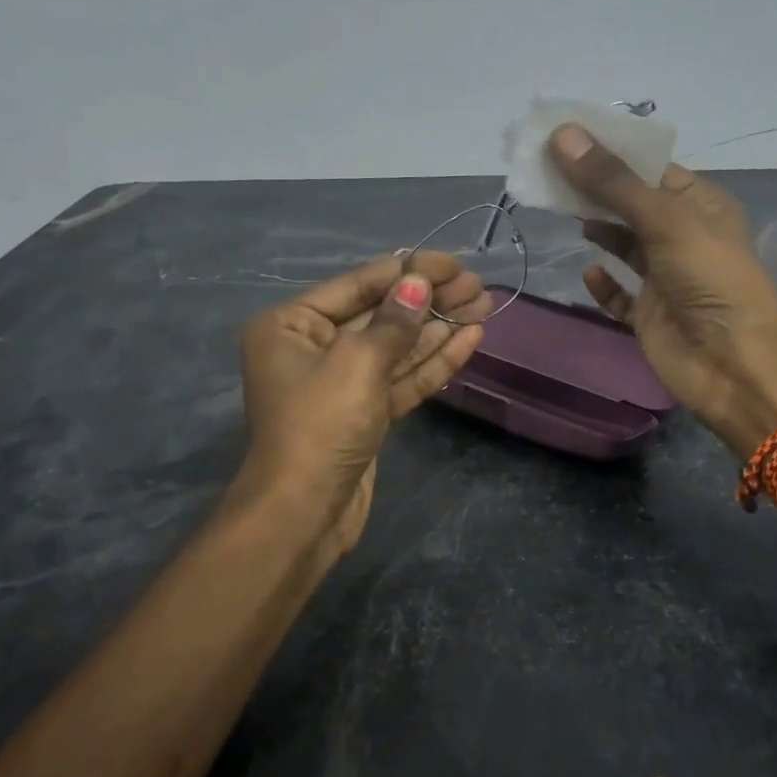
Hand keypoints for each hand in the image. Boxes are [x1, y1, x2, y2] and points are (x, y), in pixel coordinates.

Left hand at [240, 252, 489, 555]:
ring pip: (397, 347)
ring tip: (483, 304)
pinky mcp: (366, 413)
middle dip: (430, 300)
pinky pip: (401, 378)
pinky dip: (433, 361)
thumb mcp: (357, 363)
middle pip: (381, 315)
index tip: (452, 263)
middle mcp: (313, 348)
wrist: (304, 514)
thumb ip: (394, 320)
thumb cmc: (320, 425)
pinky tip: (469, 339)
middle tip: (477, 285)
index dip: (408, 271)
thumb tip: (419, 282)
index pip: (359, 286)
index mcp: (292, 325)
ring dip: (439, 328)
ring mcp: (342, 383)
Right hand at [550, 124, 776, 456]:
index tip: (565, 137)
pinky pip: (619, 294)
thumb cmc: (709, 279)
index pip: (650, 168)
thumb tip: (562, 135)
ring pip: (623, 245)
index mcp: (700, 205)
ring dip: (597, 230)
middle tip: (547, 171)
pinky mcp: (649, 314)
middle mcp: (682, 236)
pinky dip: (604, 283)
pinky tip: (589, 272)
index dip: (610, 152)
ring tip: (559, 209)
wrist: (733, 364)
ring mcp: (665, 277)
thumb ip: (612, 182)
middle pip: (631, 204)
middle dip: (594, 189)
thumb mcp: (664, 219)